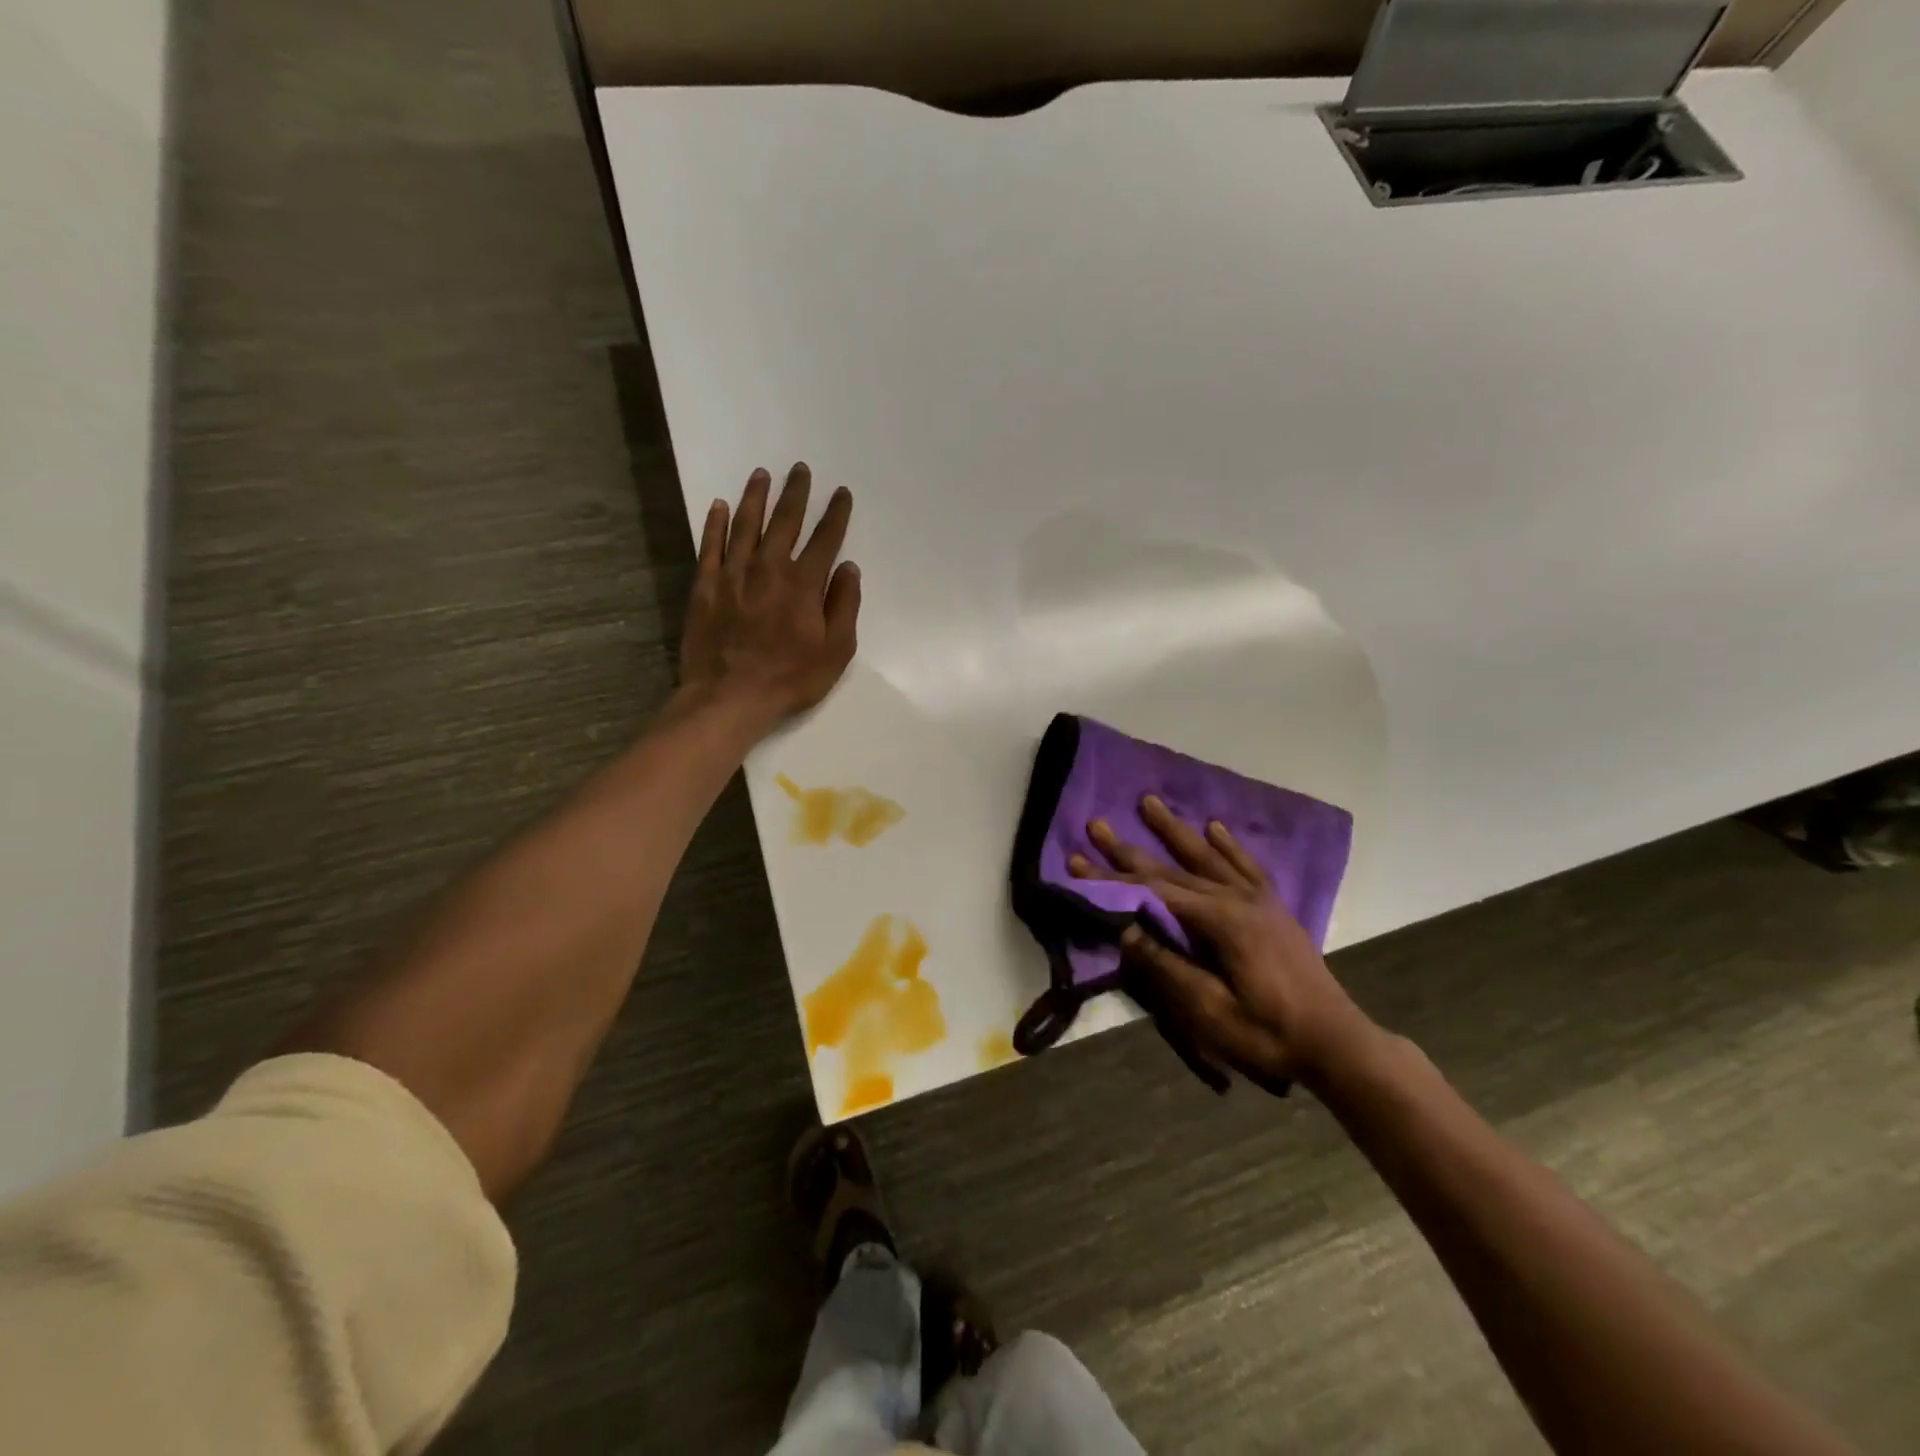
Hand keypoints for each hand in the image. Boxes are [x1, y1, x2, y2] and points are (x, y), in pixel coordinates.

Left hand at [678, 464, 860, 725]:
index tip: (841, 493)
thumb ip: (844, 606)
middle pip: (785, 522)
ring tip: (762, 475)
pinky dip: (716, 523)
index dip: (836, 514)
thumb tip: (849, 569)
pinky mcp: (705, 585)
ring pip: (746, 525)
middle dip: (796, 493)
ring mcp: (733, 574)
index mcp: (803, 583)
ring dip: (756, 498)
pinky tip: (721, 506)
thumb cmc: (790, 678)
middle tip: (800, 469)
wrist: (729, 696)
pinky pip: (710, 545)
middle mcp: (769, 568)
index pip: (825, 539)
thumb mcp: (836, 651)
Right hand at [1069, 797, 1378, 1091]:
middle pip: (1172, 869)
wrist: (1337, 1043)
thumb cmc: (1268, 1034)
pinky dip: (1227, 845)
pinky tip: (1214, 827)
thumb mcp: (1210, 1011)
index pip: (1152, 893)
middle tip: (1096, 825)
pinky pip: (1245, 866)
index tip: (1077, 861)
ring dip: (1174, 830)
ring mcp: (1258, 900)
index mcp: (1219, 921)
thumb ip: (1167, 967)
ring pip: (1206, 856)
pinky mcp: (1273, 908)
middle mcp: (1236, 899)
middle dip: (1129, 849)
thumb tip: (1124, 931)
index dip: (1111, 879)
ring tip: (1149, 802)